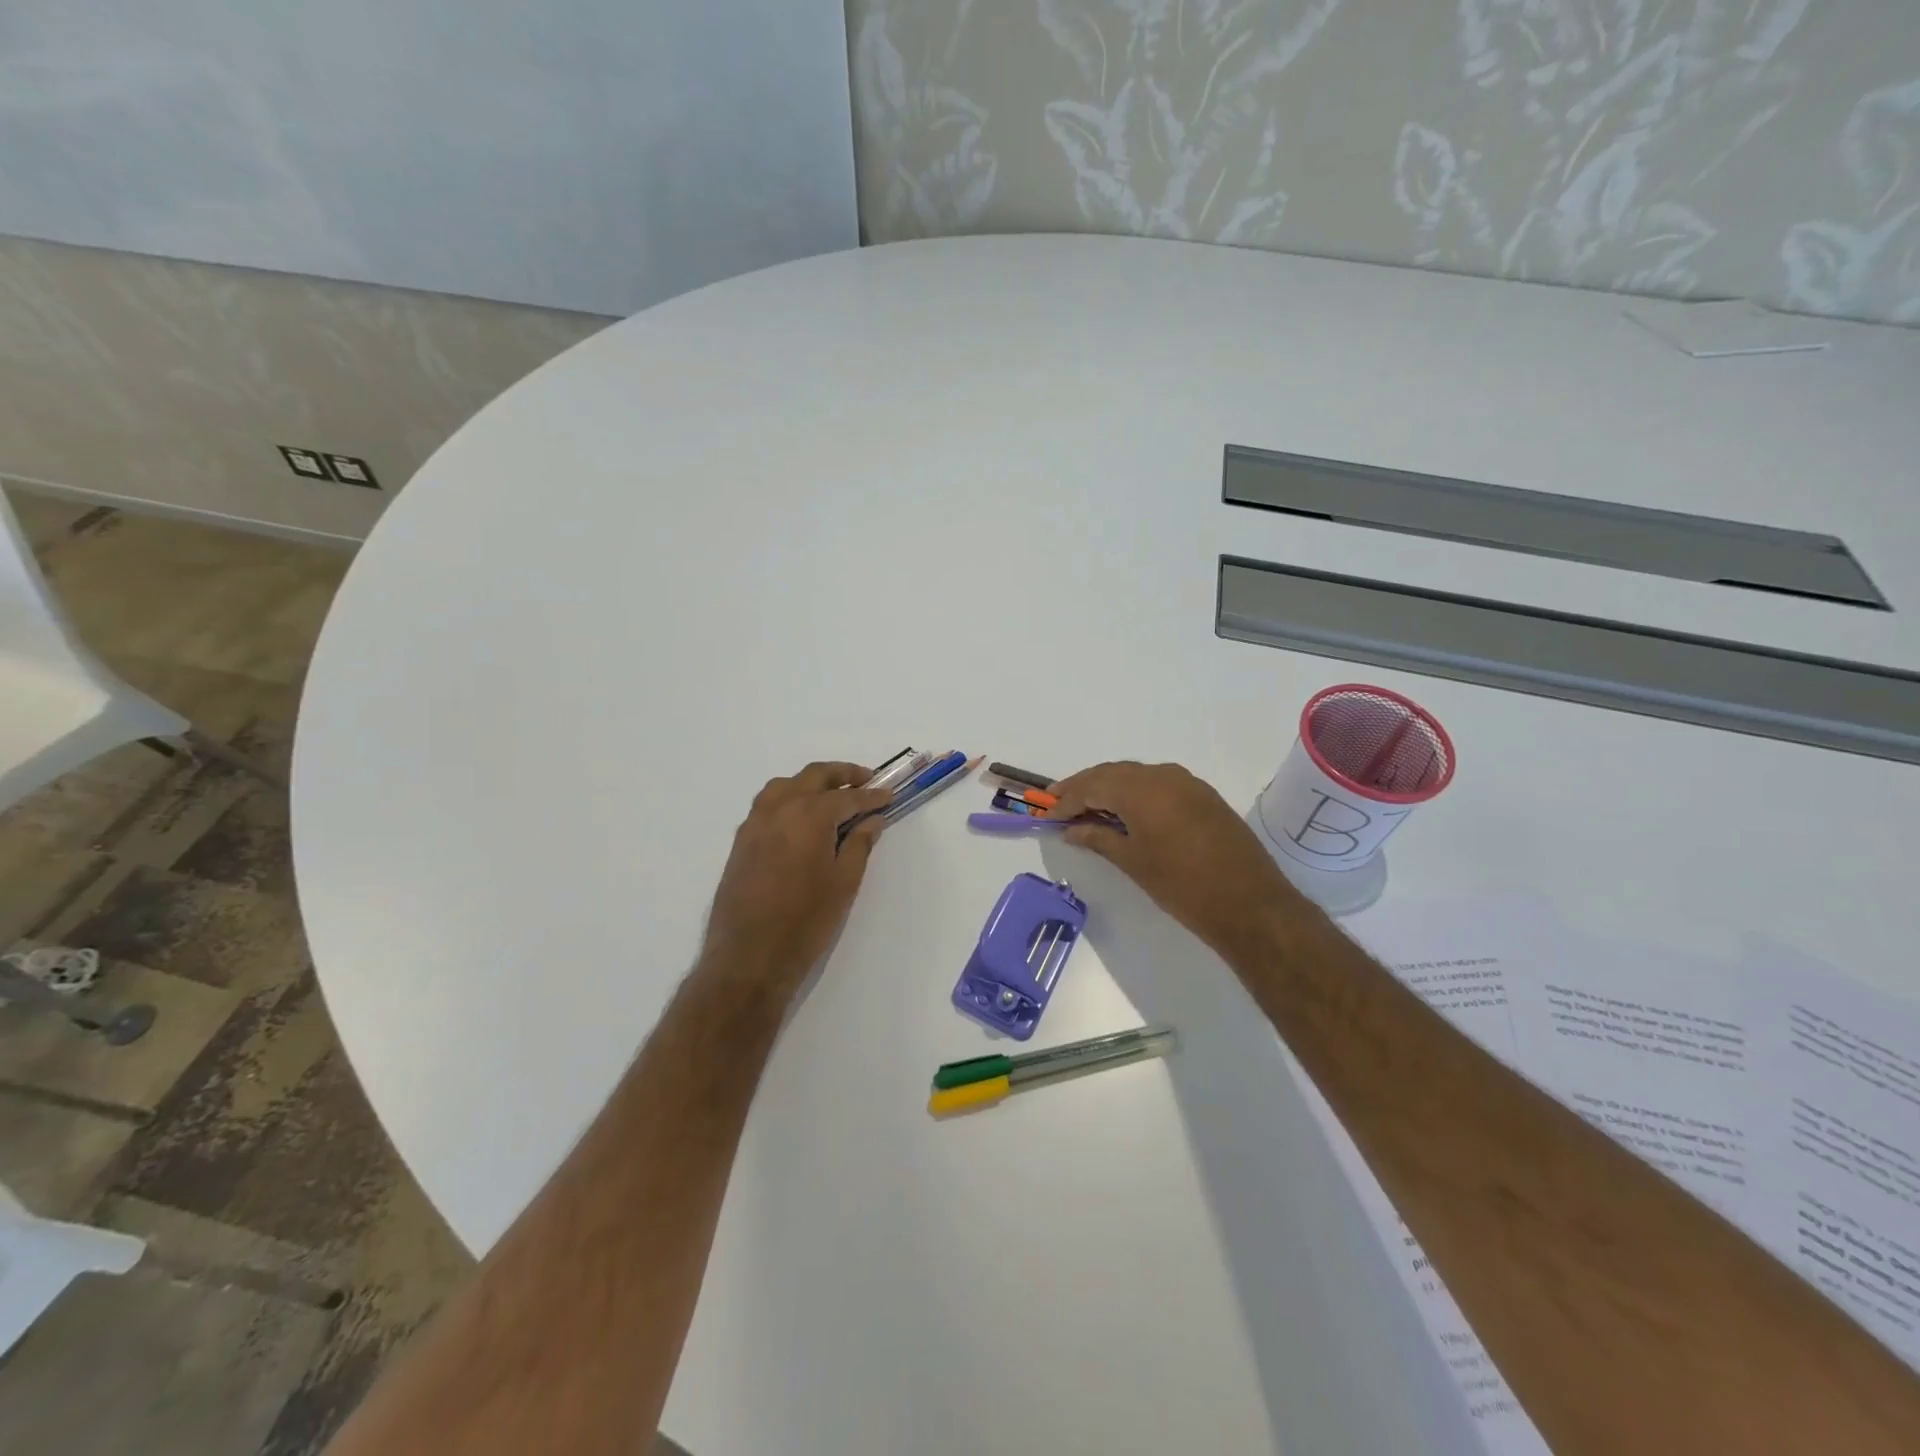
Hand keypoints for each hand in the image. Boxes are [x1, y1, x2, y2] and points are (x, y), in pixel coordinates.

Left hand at [702, 762, 891, 993]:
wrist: (748, 956)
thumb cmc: (806, 920)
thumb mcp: (844, 882)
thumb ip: (860, 844)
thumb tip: (872, 820)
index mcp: (810, 814)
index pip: (849, 797)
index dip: (872, 796)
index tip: (890, 795)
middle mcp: (780, 807)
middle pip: (815, 776)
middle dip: (843, 775)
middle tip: (866, 780)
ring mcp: (756, 822)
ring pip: (786, 785)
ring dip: (812, 782)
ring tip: (833, 795)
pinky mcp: (742, 840)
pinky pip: (768, 804)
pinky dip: (790, 798)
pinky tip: (802, 818)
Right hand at [1046, 761, 1308, 957]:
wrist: (1249, 904)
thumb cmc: (1182, 886)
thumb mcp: (1133, 862)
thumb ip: (1098, 838)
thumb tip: (1071, 829)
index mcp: (1141, 789)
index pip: (1092, 786)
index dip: (1066, 800)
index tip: (1046, 814)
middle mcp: (1162, 775)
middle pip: (1112, 773)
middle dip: (1084, 787)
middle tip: (1058, 803)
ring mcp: (1186, 783)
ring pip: (1136, 775)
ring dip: (1109, 787)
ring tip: (1087, 807)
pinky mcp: (1202, 795)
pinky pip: (1157, 783)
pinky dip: (1134, 792)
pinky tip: (1125, 811)